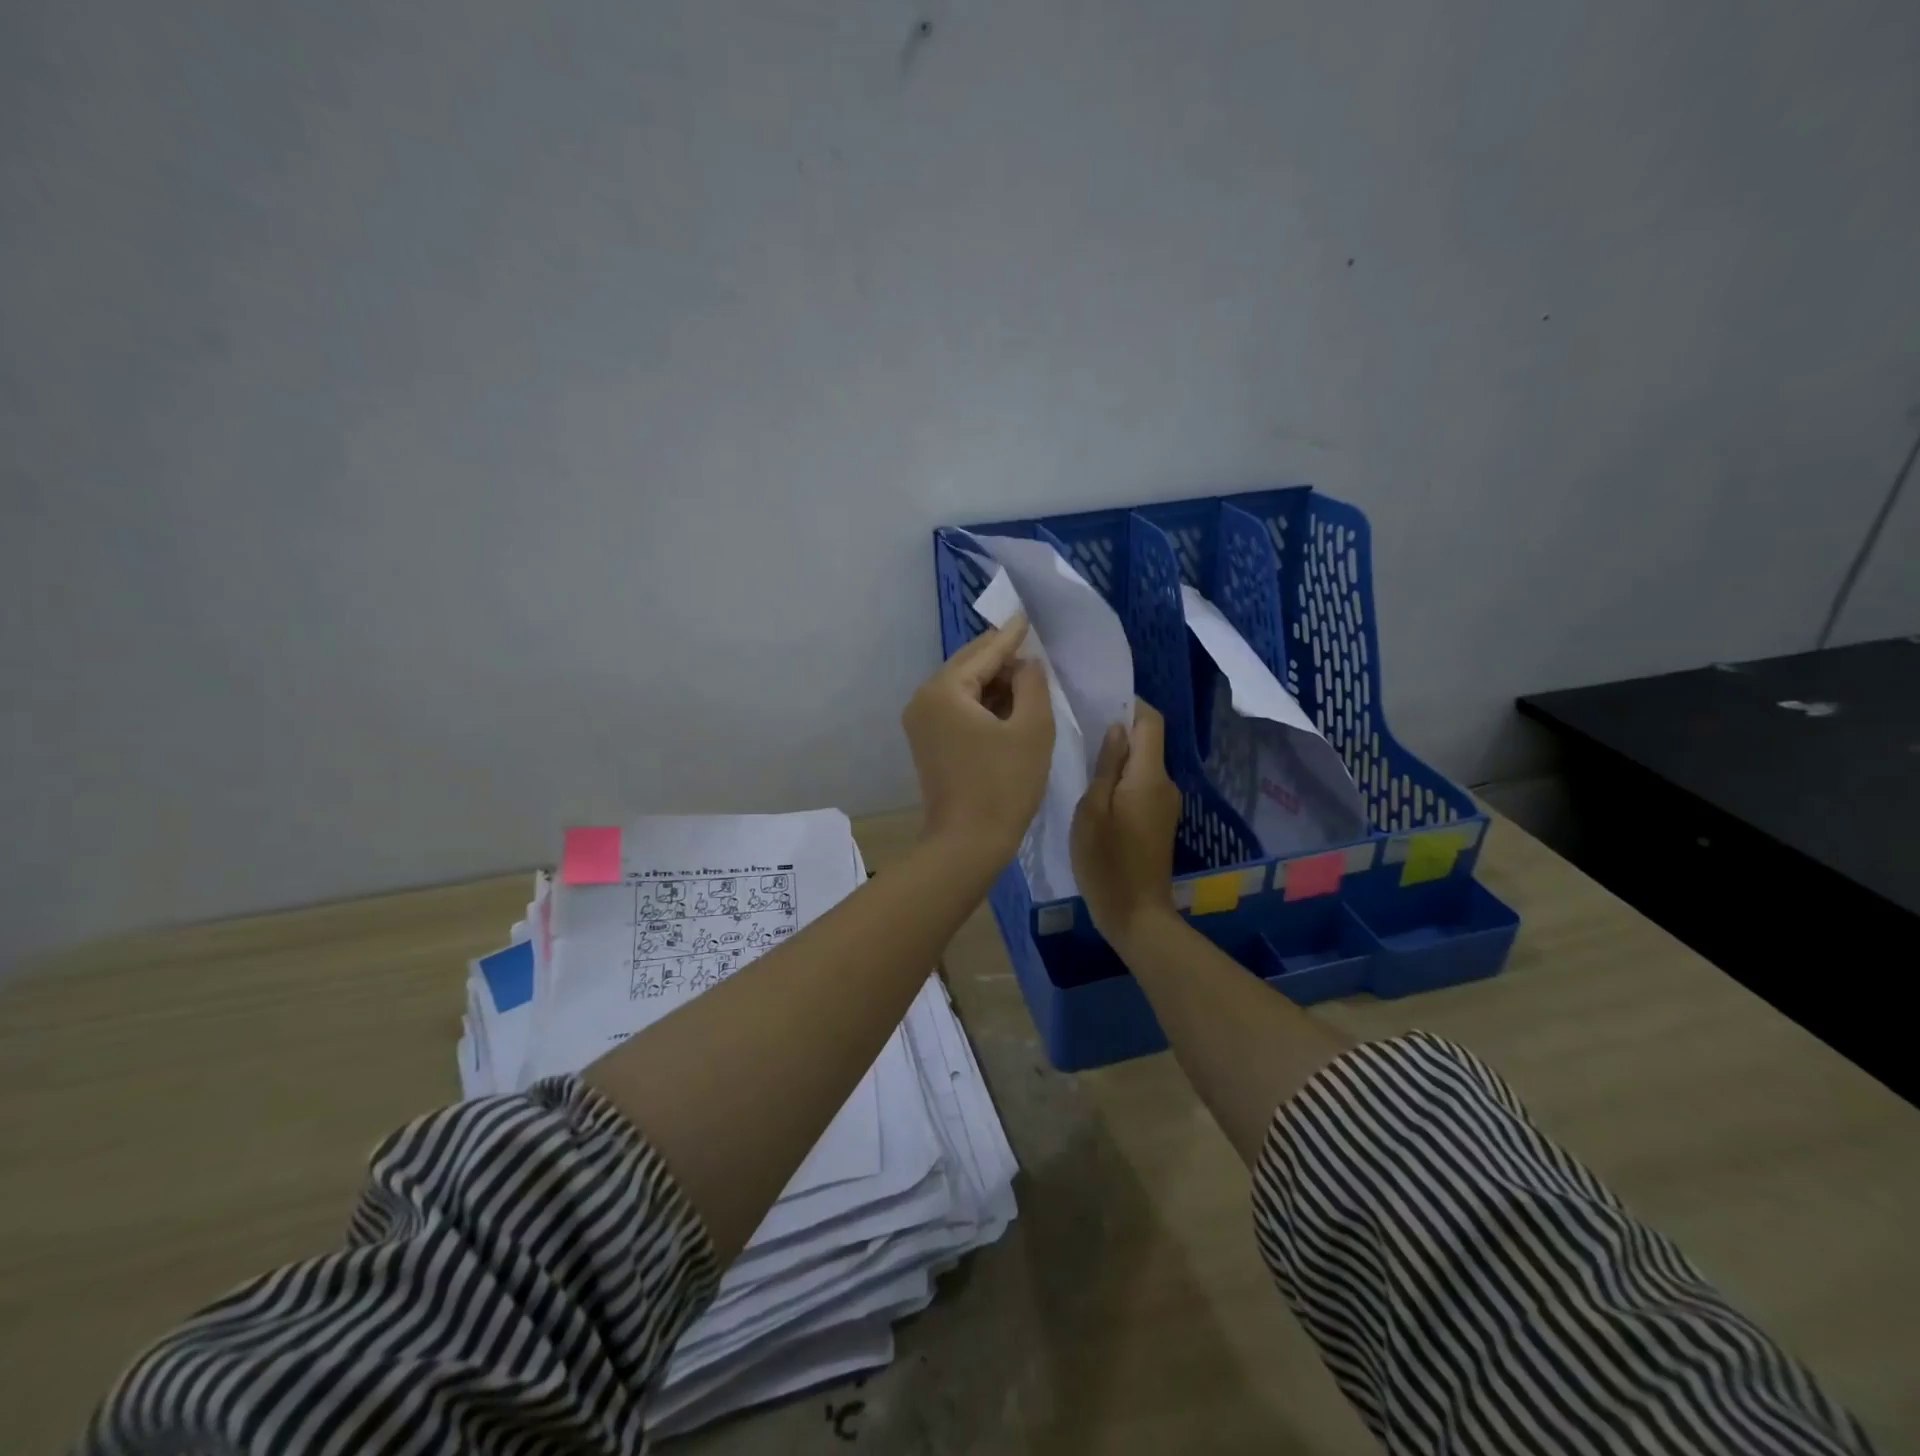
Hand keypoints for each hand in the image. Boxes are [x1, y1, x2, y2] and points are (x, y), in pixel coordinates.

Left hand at [902, 617, 1053, 867]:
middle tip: (1033, 647)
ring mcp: (920, 722)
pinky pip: (957, 708)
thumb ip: (1033, 684)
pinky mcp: (927, 742)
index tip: (1027, 615)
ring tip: (1027, 676)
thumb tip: (1026, 663)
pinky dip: (981, 703)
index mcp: (945, 690)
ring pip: (963, 687)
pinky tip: (1007, 704)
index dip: (1012, 636)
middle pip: (968, 665)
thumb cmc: (1004, 785)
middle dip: (1002, 658)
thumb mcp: (1032, 729)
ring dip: (994, 682)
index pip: (985, 652)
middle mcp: (924, 698)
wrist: (967, 843)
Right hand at [1071, 700, 1181, 945]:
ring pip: (1143, 763)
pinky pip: (1142, 784)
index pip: (1151, 721)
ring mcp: (1165, 803)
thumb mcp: (1092, 810)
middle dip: (1119, 729)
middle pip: (1148, 741)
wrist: (1135, 914)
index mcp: (1149, 776)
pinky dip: (1123, 777)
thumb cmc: (1106, 862)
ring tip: (1082, 757)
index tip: (1098, 701)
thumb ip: (1106, 766)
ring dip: (1119, 755)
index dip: (1130, 704)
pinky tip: (1096, 789)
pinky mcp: (1159, 819)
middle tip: (1080, 728)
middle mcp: (1165, 783)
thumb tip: (1117, 729)